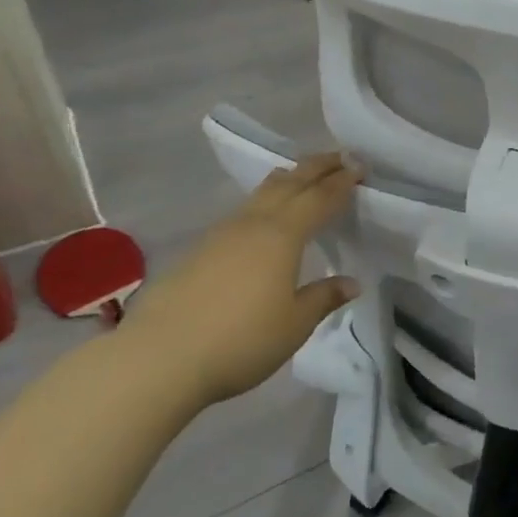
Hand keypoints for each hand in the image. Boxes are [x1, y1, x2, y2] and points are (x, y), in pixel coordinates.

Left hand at [119, 155, 361, 408]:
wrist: (158, 359)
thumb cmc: (240, 341)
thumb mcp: (294, 325)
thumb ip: (323, 298)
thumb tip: (350, 282)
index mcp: (282, 236)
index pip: (319, 198)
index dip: (341, 182)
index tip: (359, 168)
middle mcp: (252, 224)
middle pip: (289, 182)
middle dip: (316, 167)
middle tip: (339, 157)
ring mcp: (221, 234)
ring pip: (261, 193)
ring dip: (288, 180)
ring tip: (302, 178)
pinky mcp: (198, 251)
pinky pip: (242, 213)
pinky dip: (264, 203)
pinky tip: (263, 221)